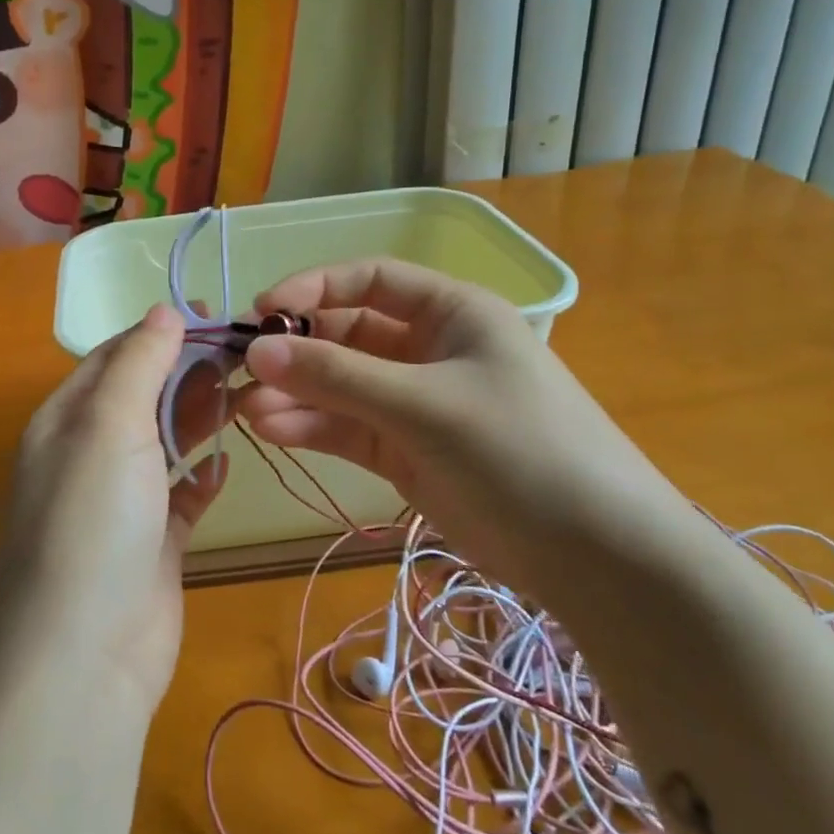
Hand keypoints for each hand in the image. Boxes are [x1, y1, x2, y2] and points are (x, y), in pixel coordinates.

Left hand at [0, 306, 227, 717]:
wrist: (84, 659)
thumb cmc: (92, 523)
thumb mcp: (109, 426)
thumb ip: (138, 364)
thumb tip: (163, 309)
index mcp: (66, 420)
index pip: (115, 357)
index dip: (161, 331)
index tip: (216, 315)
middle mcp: (88, 455)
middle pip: (144, 396)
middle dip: (189, 371)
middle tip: (246, 354)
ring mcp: (121, 502)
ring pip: (166, 442)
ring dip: (201, 417)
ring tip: (249, 392)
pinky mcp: (153, 544)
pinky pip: (181, 495)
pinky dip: (202, 476)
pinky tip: (228, 464)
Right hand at [238, 260, 685, 595]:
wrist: (592, 552)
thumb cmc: (519, 448)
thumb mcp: (424, 404)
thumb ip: (337, 376)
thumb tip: (255, 351)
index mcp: (451, 312)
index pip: (369, 280)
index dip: (313, 289)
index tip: (262, 312)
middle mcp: (429, 349)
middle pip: (347, 334)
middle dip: (296, 351)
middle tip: (242, 370)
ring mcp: (414, 403)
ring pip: (340, 386)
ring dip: (295, 394)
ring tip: (245, 411)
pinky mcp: (404, 451)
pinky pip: (346, 427)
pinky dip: (311, 427)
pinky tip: (272, 431)